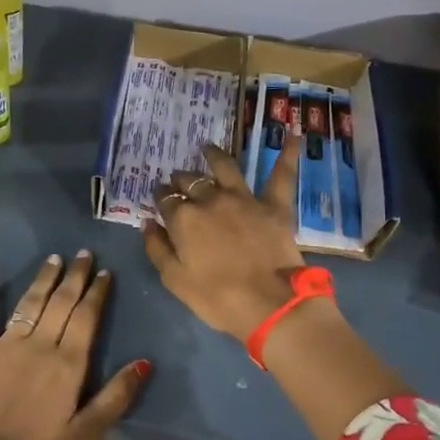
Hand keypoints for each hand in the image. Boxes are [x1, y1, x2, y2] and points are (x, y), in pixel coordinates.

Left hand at [0, 252, 149, 439]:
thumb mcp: (87, 434)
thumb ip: (116, 396)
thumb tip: (145, 362)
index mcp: (69, 364)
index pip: (87, 317)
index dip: (97, 292)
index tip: (104, 272)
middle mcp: (40, 345)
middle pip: (61, 302)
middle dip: (74, 276)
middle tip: (83, 254)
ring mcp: (6, 345)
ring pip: (29, 302)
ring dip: (43, 278)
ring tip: (54, 258)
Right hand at [143, 138, 305, 340]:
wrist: (270, 304)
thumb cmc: (217, 298)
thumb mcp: (175, 280)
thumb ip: (157, 248)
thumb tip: (147, 223)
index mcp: (184, 219)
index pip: (166, 200)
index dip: (161, 197)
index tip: (159, 197)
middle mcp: (211, 200)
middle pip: (191, 181)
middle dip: (181, 179)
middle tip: (178, 179)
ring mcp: (244, 199)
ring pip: (226, 168)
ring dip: (214, 156)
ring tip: (207, 148)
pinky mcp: (273, 206)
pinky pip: (281, 175)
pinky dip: (287, 154)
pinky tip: (292, 135)